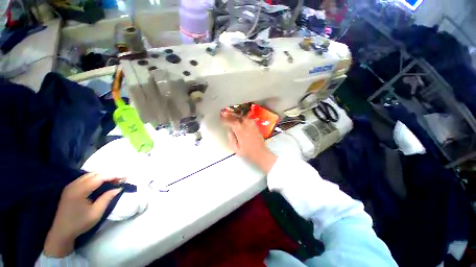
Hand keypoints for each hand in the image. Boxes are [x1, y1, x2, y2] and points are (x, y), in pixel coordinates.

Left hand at [44, 173, 122, 257]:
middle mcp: (74, 184)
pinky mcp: (70, 188)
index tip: (125, 177)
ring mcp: (71, 185)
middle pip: (95, 173)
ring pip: (90, 174)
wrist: (61, 232)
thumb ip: (107, 198)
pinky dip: (96, 178)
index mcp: (79, 190)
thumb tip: (119, 188)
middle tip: (121, 179)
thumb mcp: (96, 213)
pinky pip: (86, 178)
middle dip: (109, 174)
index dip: (114, 175)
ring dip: (103, 176)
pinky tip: (102, 183)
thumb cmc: (79, 224)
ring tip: (114, 180)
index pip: (99, 177)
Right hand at [221, 108, 276, 172]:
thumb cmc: (247, 152)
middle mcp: (246, 126)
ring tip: (232, 115)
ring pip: (243, 116)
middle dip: (230, 115)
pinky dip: (243, 117)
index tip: (221, 118)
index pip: (231, 122)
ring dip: (237, 115)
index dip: (225, 119)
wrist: (260, 153)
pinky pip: (248, 118)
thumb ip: (231, 138)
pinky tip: (240, 118)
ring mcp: (252, 125)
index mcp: (240, 131)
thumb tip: (229, 130)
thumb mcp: (236, 148)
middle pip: (237, 117)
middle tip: (225, 114)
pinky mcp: (255, 125)